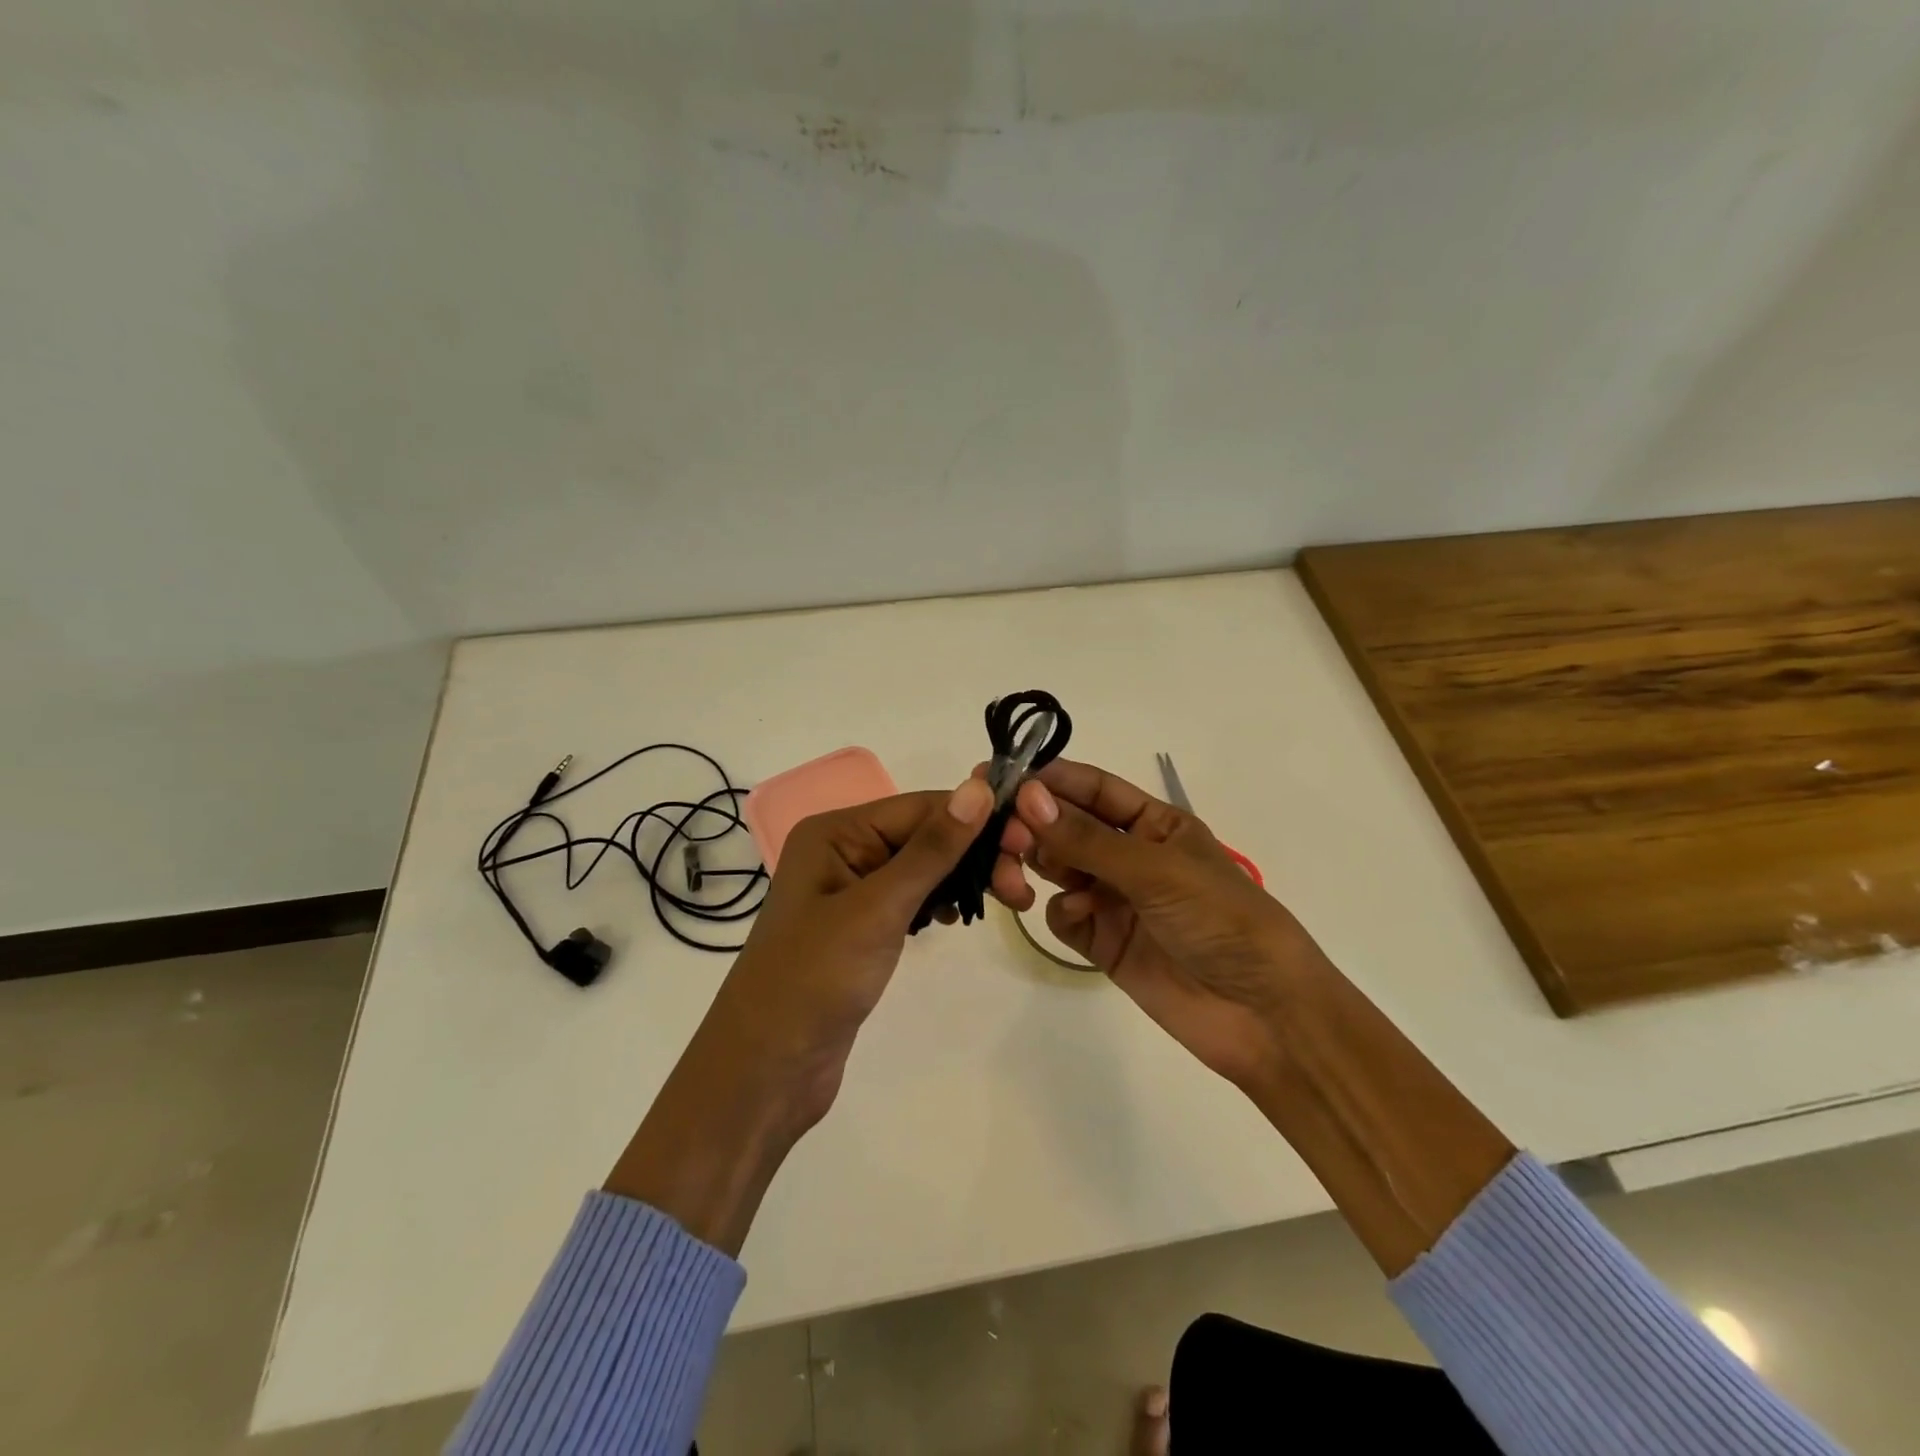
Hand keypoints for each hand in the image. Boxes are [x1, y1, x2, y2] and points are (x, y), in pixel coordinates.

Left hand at [710, 777, 1011, 1129]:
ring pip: (923, 867)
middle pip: (924, 835)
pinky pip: (911, 898)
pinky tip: (958, 918)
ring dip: (964, 877)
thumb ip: (932, 849)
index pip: (920, 807)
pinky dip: (940, 902)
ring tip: (1010, 900)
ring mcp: (851, 891)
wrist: (766, 1069)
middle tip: (1021, 887)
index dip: (975, 819)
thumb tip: (979, 788)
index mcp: (836, 832)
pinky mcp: (862, 928)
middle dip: (975, 853)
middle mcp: (842, 851)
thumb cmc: (816, 978)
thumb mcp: (878, 907)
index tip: (1028, 840)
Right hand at [1007, 760, 1330, 1091]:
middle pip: (1067, 827)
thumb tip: (1026, 796)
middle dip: (1034, 824)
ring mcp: (1115, 899)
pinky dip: (1062, 911)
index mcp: (1154, 823)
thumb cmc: (1221, 919)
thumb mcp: (1157, 870)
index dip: (1051, 780)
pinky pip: (1064, 915)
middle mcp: (1130, 855)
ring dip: (1035, 863)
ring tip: (1016, 871)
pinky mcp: (1104, 943)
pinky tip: (1076, 916)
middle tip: (1003, 832)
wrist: (1263, 1015)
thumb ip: (1087, 838)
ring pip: (1058, 867)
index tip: (1003, 777)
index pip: (1093, 789)